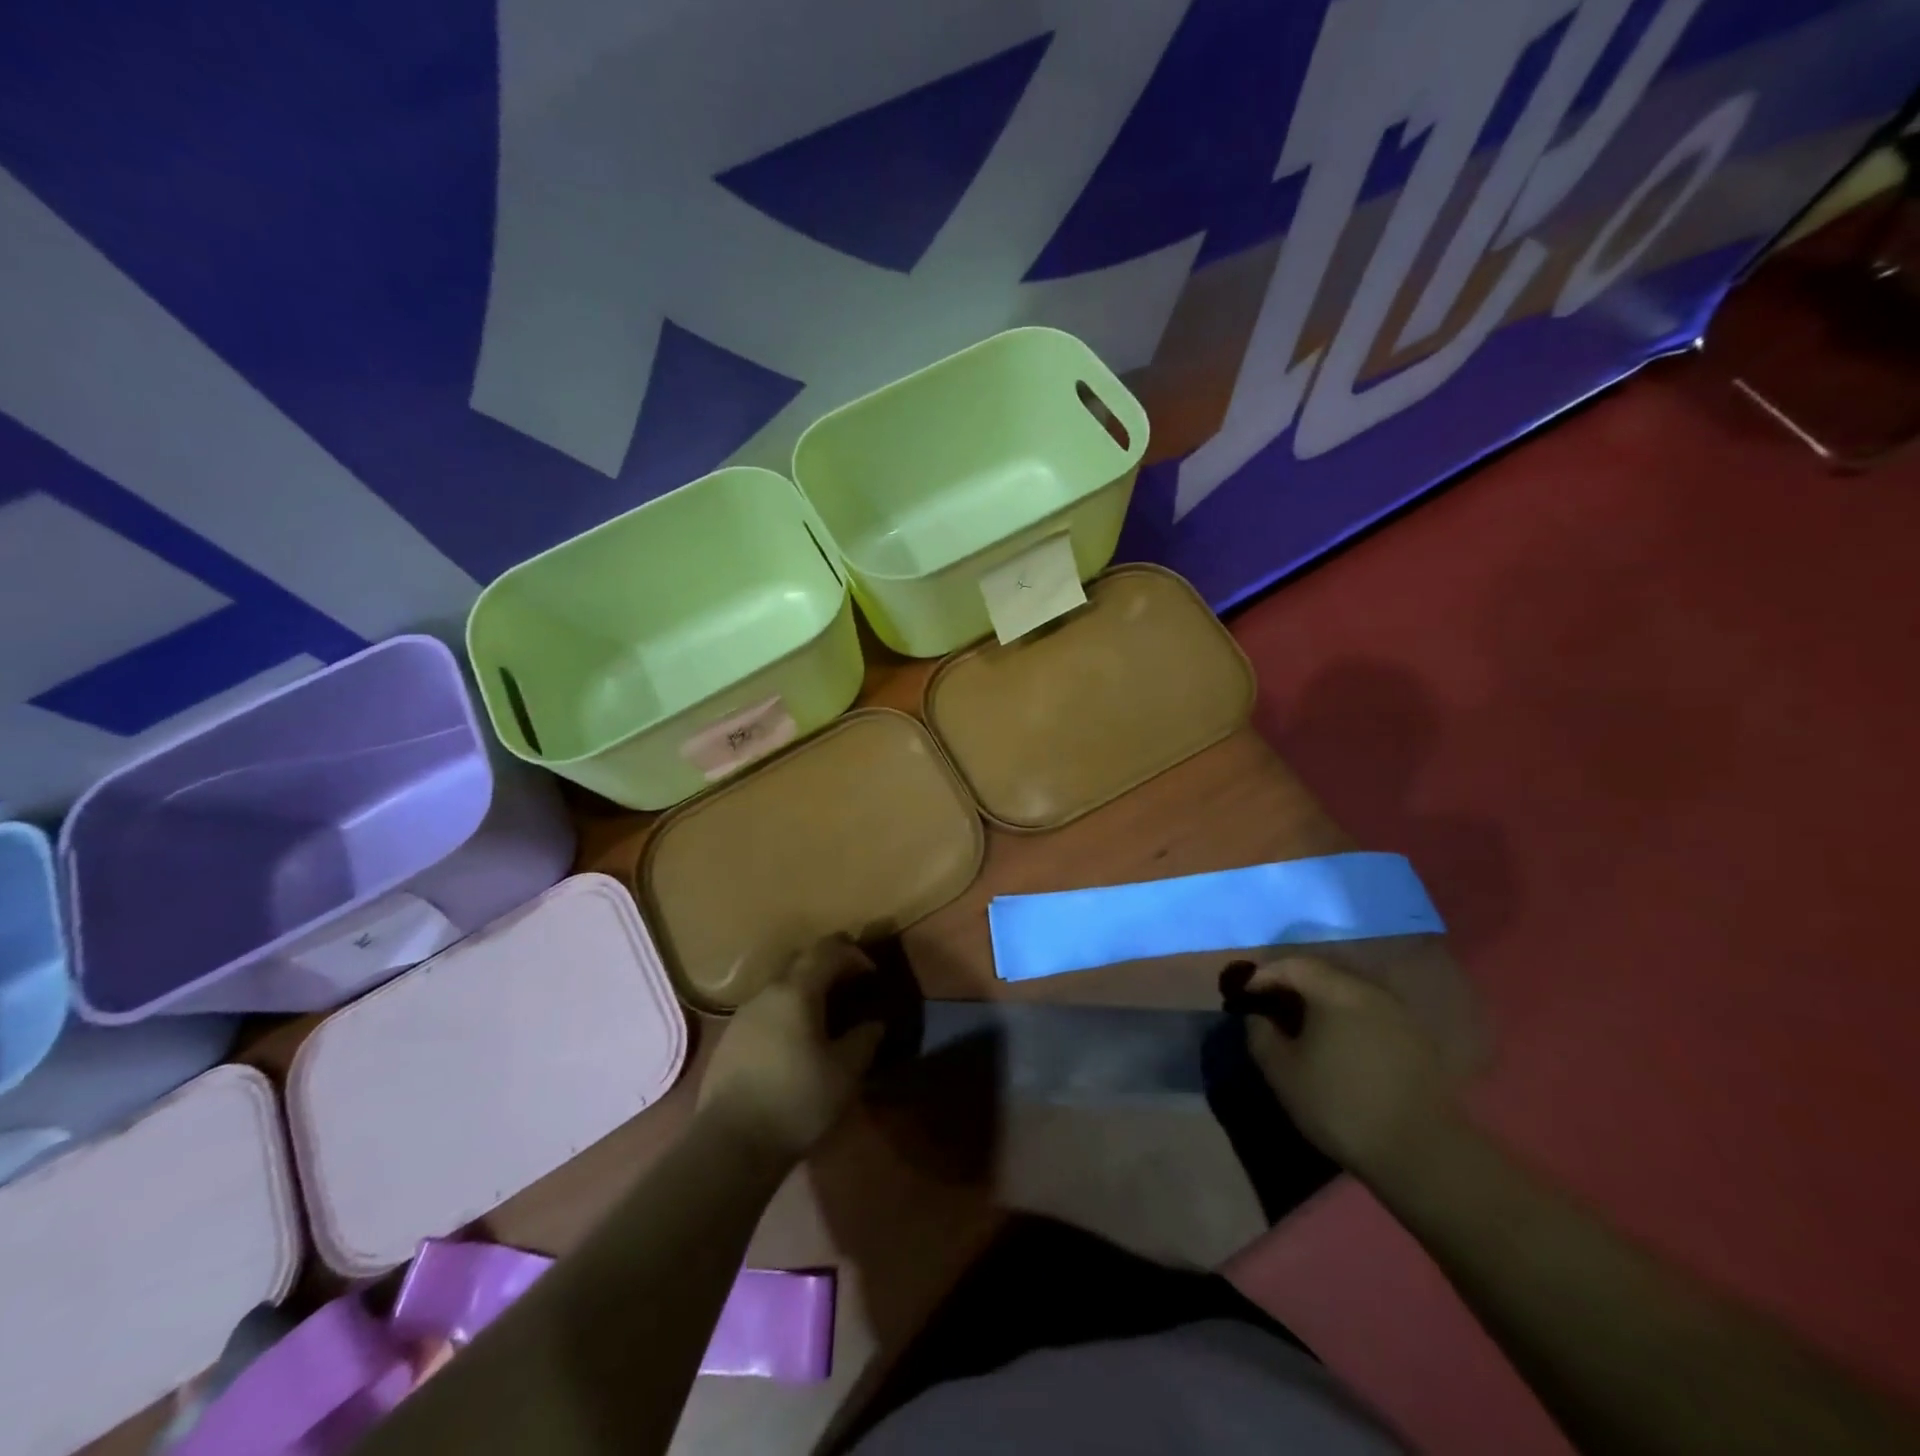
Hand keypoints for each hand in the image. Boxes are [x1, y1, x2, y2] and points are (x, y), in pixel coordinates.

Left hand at [698, 937, 886, 1164]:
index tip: (872, 973)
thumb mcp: (844, 1073)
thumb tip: (874, 1023)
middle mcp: (767, 992)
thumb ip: (864, 1040)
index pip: (827, 951)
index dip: (853, 954)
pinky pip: (766, 1010)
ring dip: (805, 989)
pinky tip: (795, 1040)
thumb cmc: (796, 1101)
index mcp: (797, 991)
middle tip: (851, 984)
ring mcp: (743, 1015)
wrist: (730, 1144)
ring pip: (780, 986)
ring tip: (825, 1014)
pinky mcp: (730, 1039)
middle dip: (828, 964)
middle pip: (800, 960)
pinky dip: (786, 1011)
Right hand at [1242, 955, 1456, 1181]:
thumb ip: (1259, 1034)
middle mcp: (1370, 991)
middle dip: (1291, 987)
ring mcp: (1398, 1015)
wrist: (1421, 1155)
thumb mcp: (1282, 1072)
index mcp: (1336, 991)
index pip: (1291, 965)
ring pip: (1348, 995)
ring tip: (1302, 1029)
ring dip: (1320, 1005)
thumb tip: (1256, 1016)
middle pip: (1322, 974)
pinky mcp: (1416, 1041)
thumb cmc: (1340, 1105)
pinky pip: (1369, 1015)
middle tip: (1269, 1009)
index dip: (1262, 976)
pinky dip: (1345, 1021)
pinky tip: (1337, 1048)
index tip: (1243, 998)